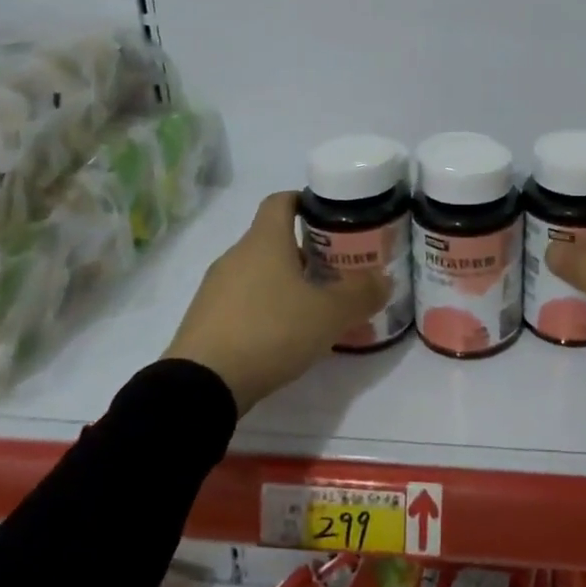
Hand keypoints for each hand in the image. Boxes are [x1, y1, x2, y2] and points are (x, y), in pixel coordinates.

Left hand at [165, 192, 388, 412]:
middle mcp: (236, 255)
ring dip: (284, 282)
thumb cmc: (270, 331)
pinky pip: (241, 301)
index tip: (331, 217)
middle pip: (272, 239)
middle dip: (304, 251)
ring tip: (312, 308)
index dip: (306, 202)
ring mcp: (215, 288)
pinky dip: (263, 308)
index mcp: (264, 240)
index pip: (281, 200)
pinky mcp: (204, 319)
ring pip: (257, 272)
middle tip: (336, 271)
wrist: (201, 385)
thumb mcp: (329, 314)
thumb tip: (384, 279)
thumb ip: (361, 294)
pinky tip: (281, 335)